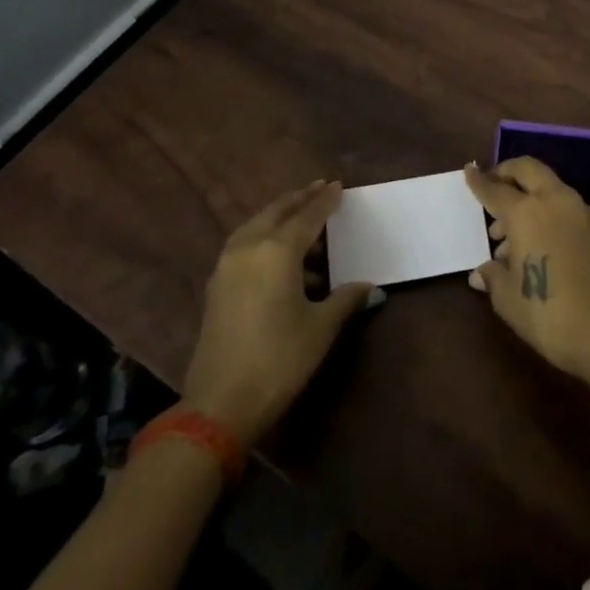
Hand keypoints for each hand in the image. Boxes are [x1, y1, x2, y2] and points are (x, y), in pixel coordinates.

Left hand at [181, 180, 382, 444]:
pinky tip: (279, 255)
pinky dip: (264, 237)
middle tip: (318, 188)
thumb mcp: (320, 328)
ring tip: (301, 219)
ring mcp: (227, 266)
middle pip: (277, 212)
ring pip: (256, 226)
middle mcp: (249, 248)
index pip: (307, 216)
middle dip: (299, 199)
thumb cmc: (279, 359)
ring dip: (279, 217)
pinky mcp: (216, 285)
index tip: (337, 186)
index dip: (325, 201)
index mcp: (278, 251)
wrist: (218, 404)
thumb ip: (346, 300)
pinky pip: (245, 244)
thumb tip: (372, 288)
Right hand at [463, 158, 589, 383]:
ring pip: (548, 187)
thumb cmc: (548, 314)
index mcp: (525, 212)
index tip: (469, 171)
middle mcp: (554, 201)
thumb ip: (493, 277)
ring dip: (527, 197)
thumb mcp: (508, 299)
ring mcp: (579, 212)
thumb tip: (481, 272)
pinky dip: (545, 212)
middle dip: (507, 172)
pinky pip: (563, 207)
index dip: (479, 182)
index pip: (495, 189)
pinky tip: (534, 245)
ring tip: (507, 236)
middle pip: (528, 170)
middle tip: (492, 187)